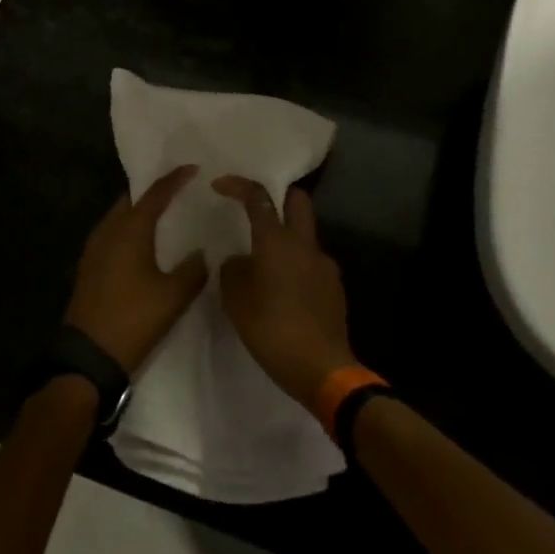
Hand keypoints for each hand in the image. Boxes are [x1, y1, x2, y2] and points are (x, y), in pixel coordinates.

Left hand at [64, 166, 207, 373]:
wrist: (87, 355)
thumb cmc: (133, 318)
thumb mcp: (173, 296)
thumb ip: (193, 269)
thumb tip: (203, 253)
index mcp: (130, 229)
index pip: (155, 194)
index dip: (174, 179)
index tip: (192, 168)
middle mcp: (108, 230)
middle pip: (132, 200)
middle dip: (154, 192)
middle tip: (179, 190)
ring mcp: (94, 248)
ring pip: (120, 217)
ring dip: (140, 212)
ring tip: (165, 216)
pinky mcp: (89, 267)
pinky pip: (113, 235)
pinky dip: (130, 231)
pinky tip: (144, 245)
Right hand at [212, 177, 358, 407]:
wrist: (322, 368)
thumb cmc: (273, 330)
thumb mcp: (237, 301)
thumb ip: (233, 271)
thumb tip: (240, 261)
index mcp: (276, 241)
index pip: (258, 197)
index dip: (238, 185)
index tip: (219, 185)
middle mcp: (304, 244)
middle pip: (298, 199)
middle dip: (279, 196)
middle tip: (258, 210)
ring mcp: (324, 264)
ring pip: (305, 233)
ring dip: (287, 237)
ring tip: (266, 264)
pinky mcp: (335, 286)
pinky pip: (312, 262)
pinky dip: (297, 265)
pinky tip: (285, 291)